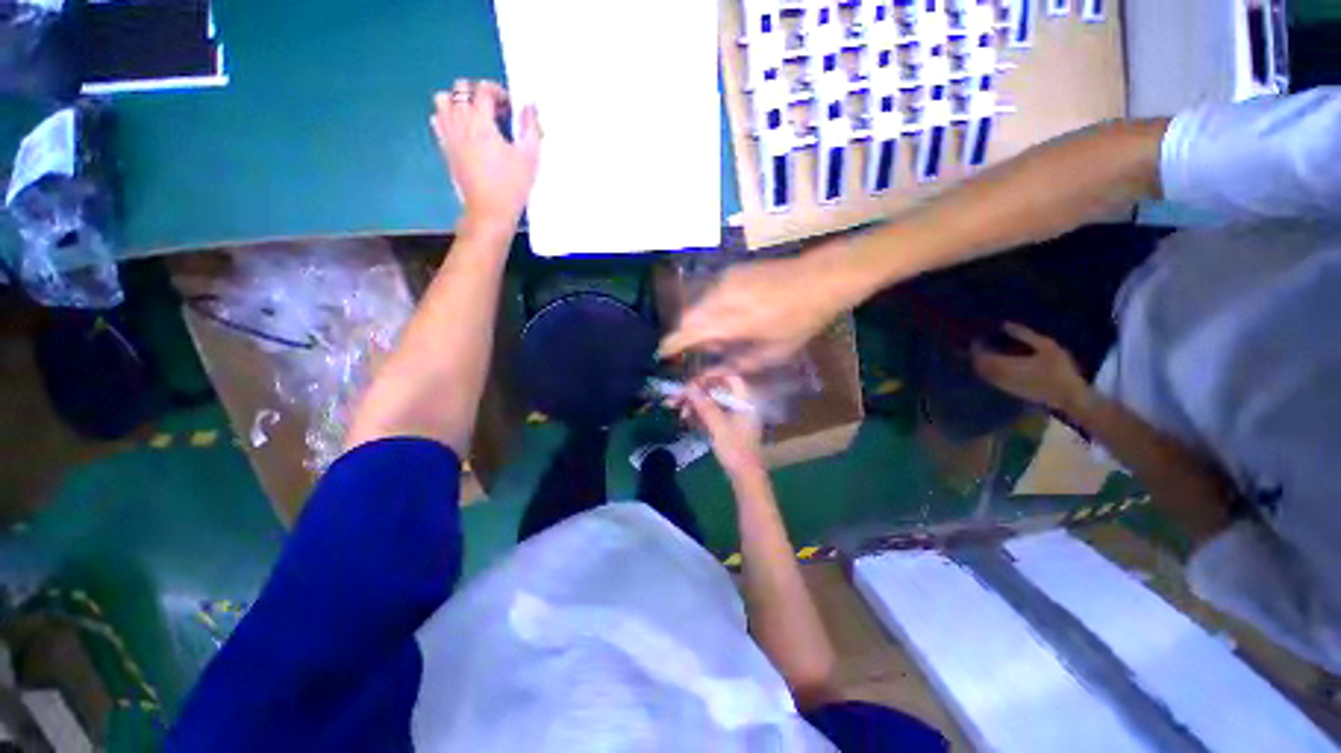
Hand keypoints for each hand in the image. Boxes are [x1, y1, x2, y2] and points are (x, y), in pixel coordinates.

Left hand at [432, 80, 540, 233]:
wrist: (489, 211)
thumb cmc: (512, 185)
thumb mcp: (529, 157)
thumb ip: (531, 128)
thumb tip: (530, 106)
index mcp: (481, 121)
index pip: (483, 89)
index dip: (498, 91)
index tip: (510, 107)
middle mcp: (460, 121)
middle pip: (460, 88)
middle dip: (478, 93)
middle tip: (494, 111)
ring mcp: (449, 134)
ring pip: (443, 101)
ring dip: (459, 102)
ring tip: (476, 118)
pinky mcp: (445, 148)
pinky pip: (438, 121)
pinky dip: (448, 118)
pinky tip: (464, 132)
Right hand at [658, 240, 853, 371]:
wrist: (821, 277)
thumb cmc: (801, 320)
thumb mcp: (773, 352)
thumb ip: (736, 365)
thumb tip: (710, 374)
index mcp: (730, 321)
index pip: (686, 333)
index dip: (670, 346)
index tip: (662, 356)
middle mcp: (719, 297)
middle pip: (687, 318)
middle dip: (686, 337)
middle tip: (701, 351)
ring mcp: (724, 280)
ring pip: (698, 305)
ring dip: (700, 323)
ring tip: (723, 335)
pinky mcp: (732, 271)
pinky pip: (710, 294)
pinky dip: (711, 309)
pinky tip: (732, 316)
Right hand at [680, 375, 765, 478]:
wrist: (745, 478)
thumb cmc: (736, 450)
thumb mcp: (718, 426)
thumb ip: (704, 405)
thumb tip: (689, 386)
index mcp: (744, 401)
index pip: (729, 378)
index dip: (711, 376)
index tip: (692, 381)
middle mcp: (740, 405)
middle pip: (717, 391)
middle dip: (696, 393)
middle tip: (677, 398)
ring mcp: (733, 417)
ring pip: (712, 404)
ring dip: (695, 405)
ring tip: (678, 410)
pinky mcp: (727, 428)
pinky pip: (711, 415)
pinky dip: (699, 415)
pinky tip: (685, 418)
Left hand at [970, 322, 1091, 413]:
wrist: (1068, 396)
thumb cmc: (1059, 369)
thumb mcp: (1047, 346)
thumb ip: (1024, 335)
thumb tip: (1004, 324)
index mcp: (1005, 365)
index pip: (980, 355)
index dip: (976, 346)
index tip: (978, 337)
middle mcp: (999, 376)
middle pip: (978, 365)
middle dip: (976, 354)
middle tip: (980, 343)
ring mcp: (1003, 385)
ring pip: (983, 373)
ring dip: (981, 362)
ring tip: (986, 350)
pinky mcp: (1009, 391)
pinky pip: (991, 379)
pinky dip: (988, 369)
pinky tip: (996, 363)